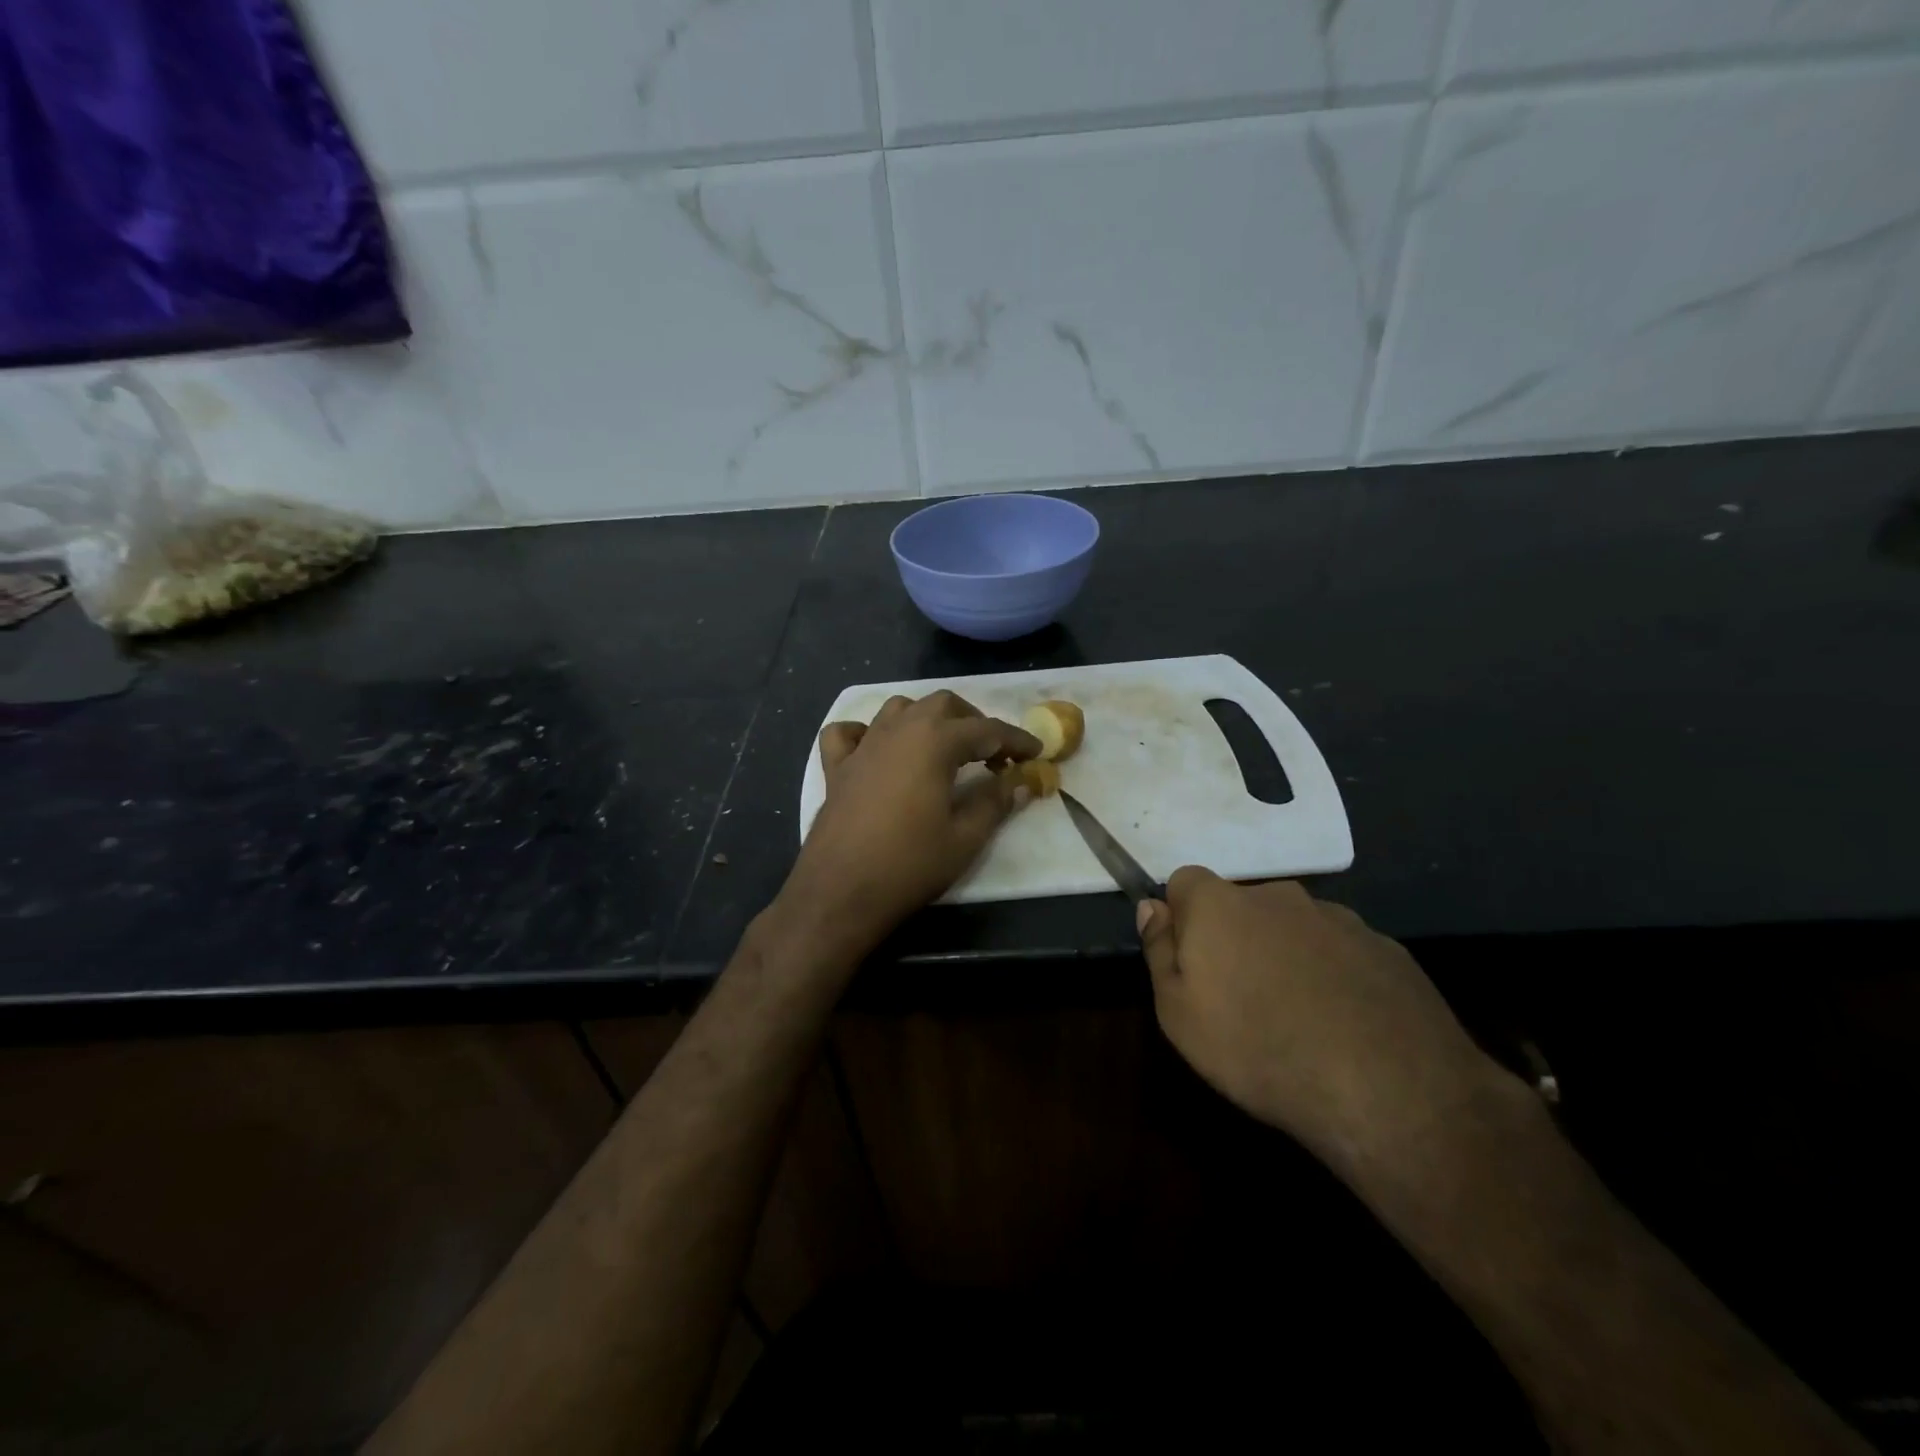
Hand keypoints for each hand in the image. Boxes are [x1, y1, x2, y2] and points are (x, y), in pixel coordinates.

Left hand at [779, 691, 1039, 960]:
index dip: (1015, 740)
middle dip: (973, 721)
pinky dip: (867, 732)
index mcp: (934, 742)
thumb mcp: (965, 838)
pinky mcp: (836, 768)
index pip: (986, 729)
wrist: (841, 892)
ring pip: (899, 709)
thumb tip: (1019, 782)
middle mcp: (898, 731)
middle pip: (942, 705)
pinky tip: (878, 750)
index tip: (1036, 753)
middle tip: (992, 753)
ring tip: (943, 747)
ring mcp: (863, 746)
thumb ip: (994, 802)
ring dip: (926, 719)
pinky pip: (849, 733)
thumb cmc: (910, 864)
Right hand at [1137, 870, 1498, 1169]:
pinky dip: (1333, 975)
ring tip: (1298, 1018)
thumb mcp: (1178, 1014)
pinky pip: (1341, 952)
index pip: (1185, 881)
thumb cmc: (1258, 1049)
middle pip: (1241, 905)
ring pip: (1294, 928)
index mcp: (1220, 905)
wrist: (1388, 1088)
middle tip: (1241, 998)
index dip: (1181, 917)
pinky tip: (1344, 1025)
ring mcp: (1337, 918)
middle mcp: (1278, 896)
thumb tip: (1152, 908)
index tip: (1190, 962)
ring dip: (1285, 955)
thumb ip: (1160, 952)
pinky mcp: (1385, 947)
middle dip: (1235, 938)